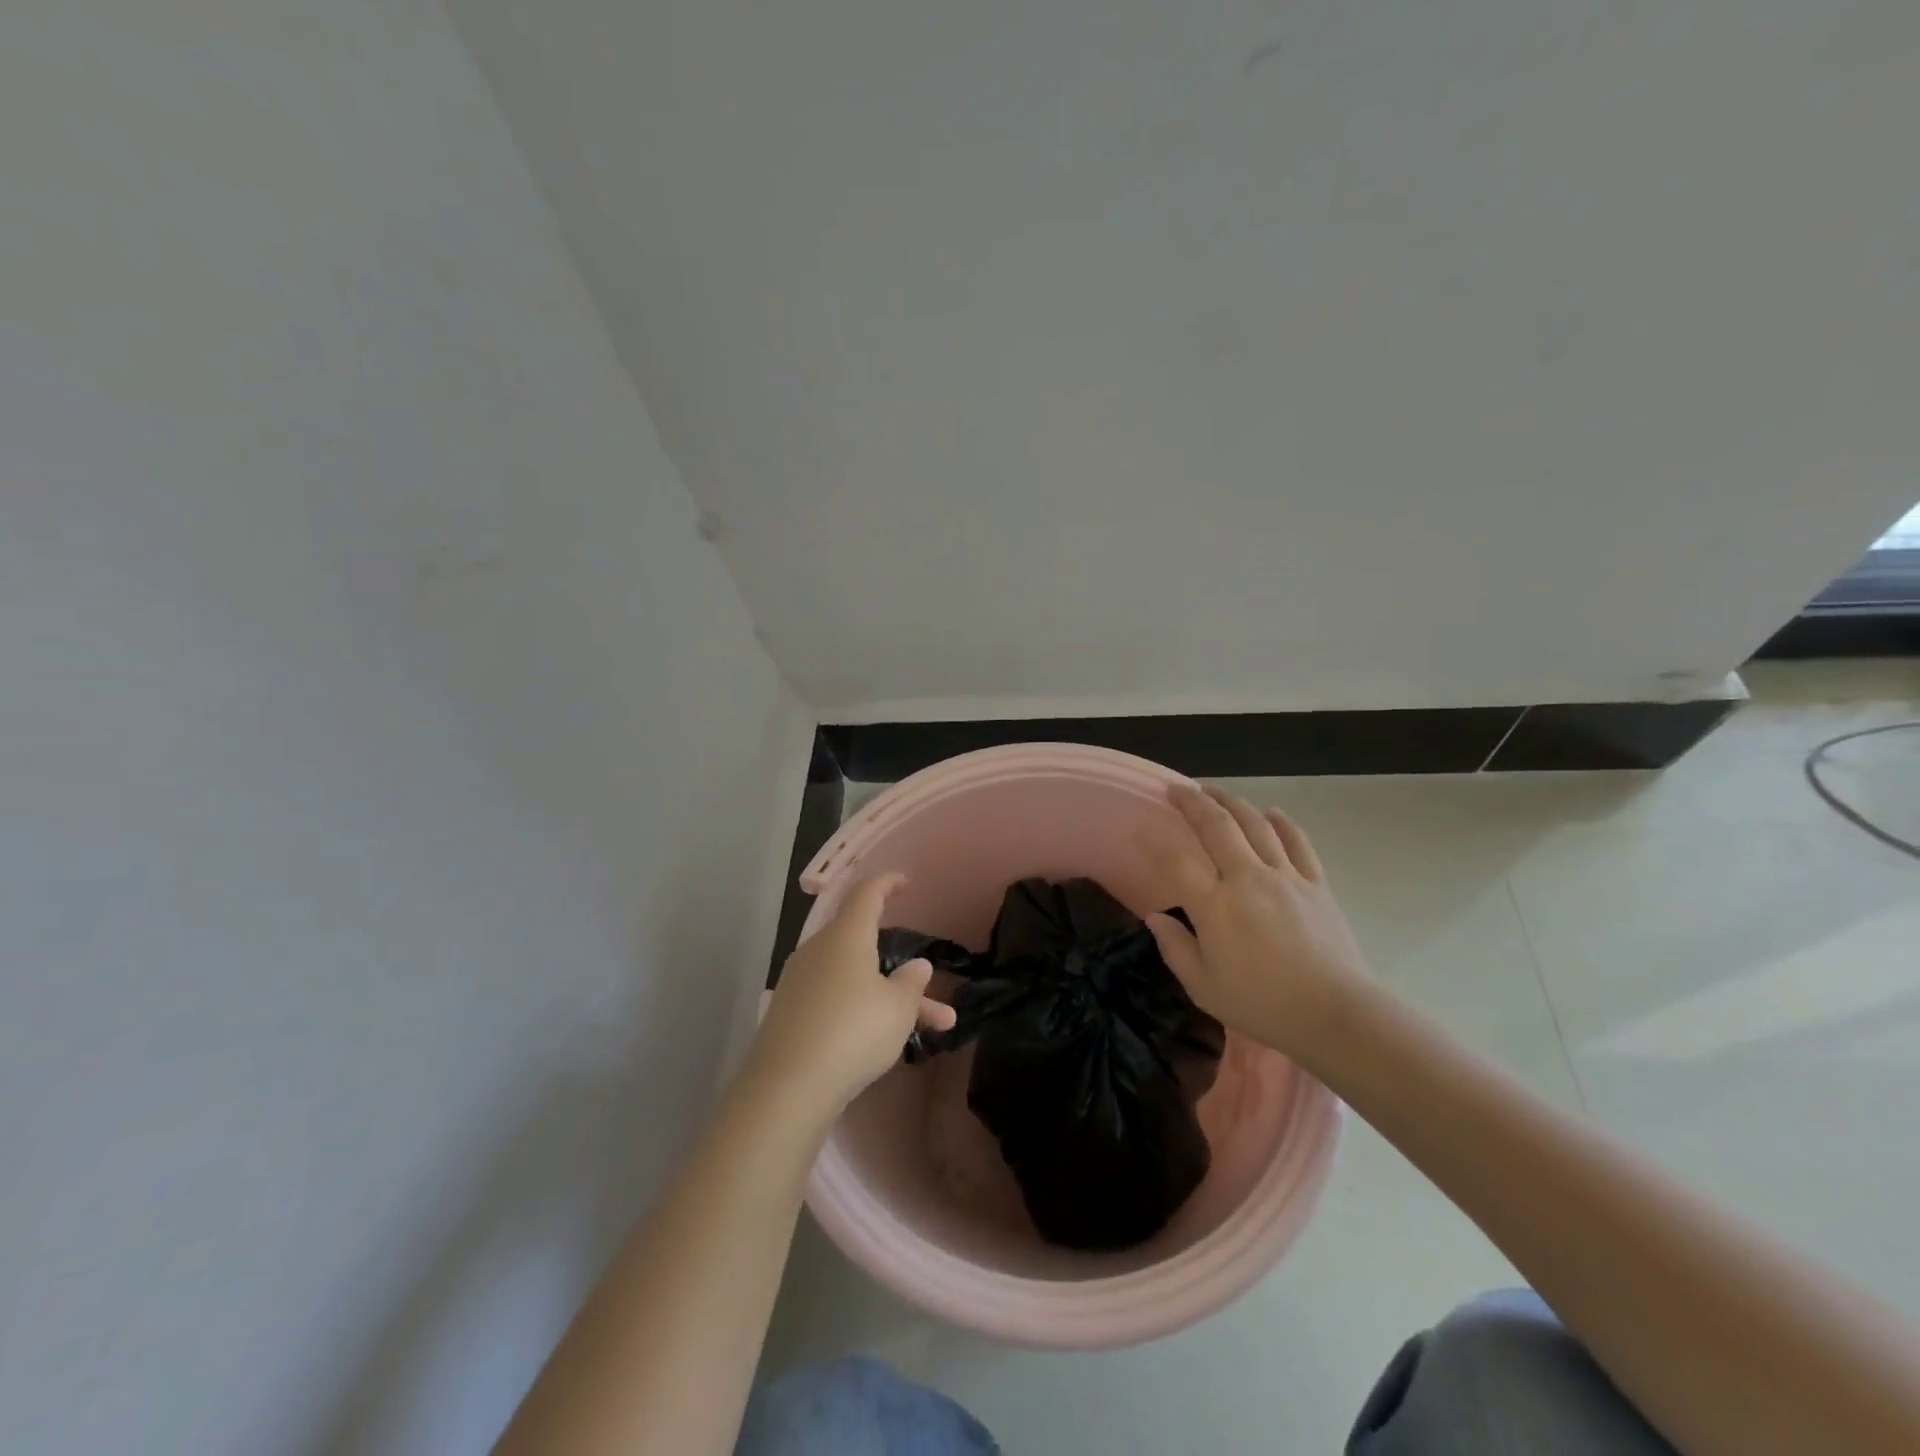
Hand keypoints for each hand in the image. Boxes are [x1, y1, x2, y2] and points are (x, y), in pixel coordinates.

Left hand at [747, 873, 958, 1122]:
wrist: (787, 1088)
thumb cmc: (853, 1032)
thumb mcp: (898, 1009)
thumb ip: (911, 984)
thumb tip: (916, 965)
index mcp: (846, 936)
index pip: (866, 894)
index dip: (886, 883)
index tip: (904, 882)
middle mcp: (818, 950)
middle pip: (862, 944)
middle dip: (897, 963)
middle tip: (927, 983)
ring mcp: (800, 982)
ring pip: (854, 978)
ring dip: (887, 996)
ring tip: (929, 1027)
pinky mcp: (789, 1014)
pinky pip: (834, 999)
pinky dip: (861, 1010)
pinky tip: (880, 1041)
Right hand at [1143, 784, 1372, 1063]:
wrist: (1337, 1015)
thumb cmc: (1263, 1005)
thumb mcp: (1203, 987)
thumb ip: (1175, 948)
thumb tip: (1156, 917)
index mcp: (1215, 905)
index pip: (1176, 861)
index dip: (1154, 842)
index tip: (1141, 830)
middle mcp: (1247, 879)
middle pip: (1216, 826)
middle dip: (1193, 802)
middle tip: (1177, 790)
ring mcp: (1285, 877)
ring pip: (1255, 824)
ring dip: (1231, 802)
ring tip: (1213, 791)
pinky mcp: (1316, 884)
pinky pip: (1298, 842)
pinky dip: (1283, 823)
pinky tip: (1272, 812)